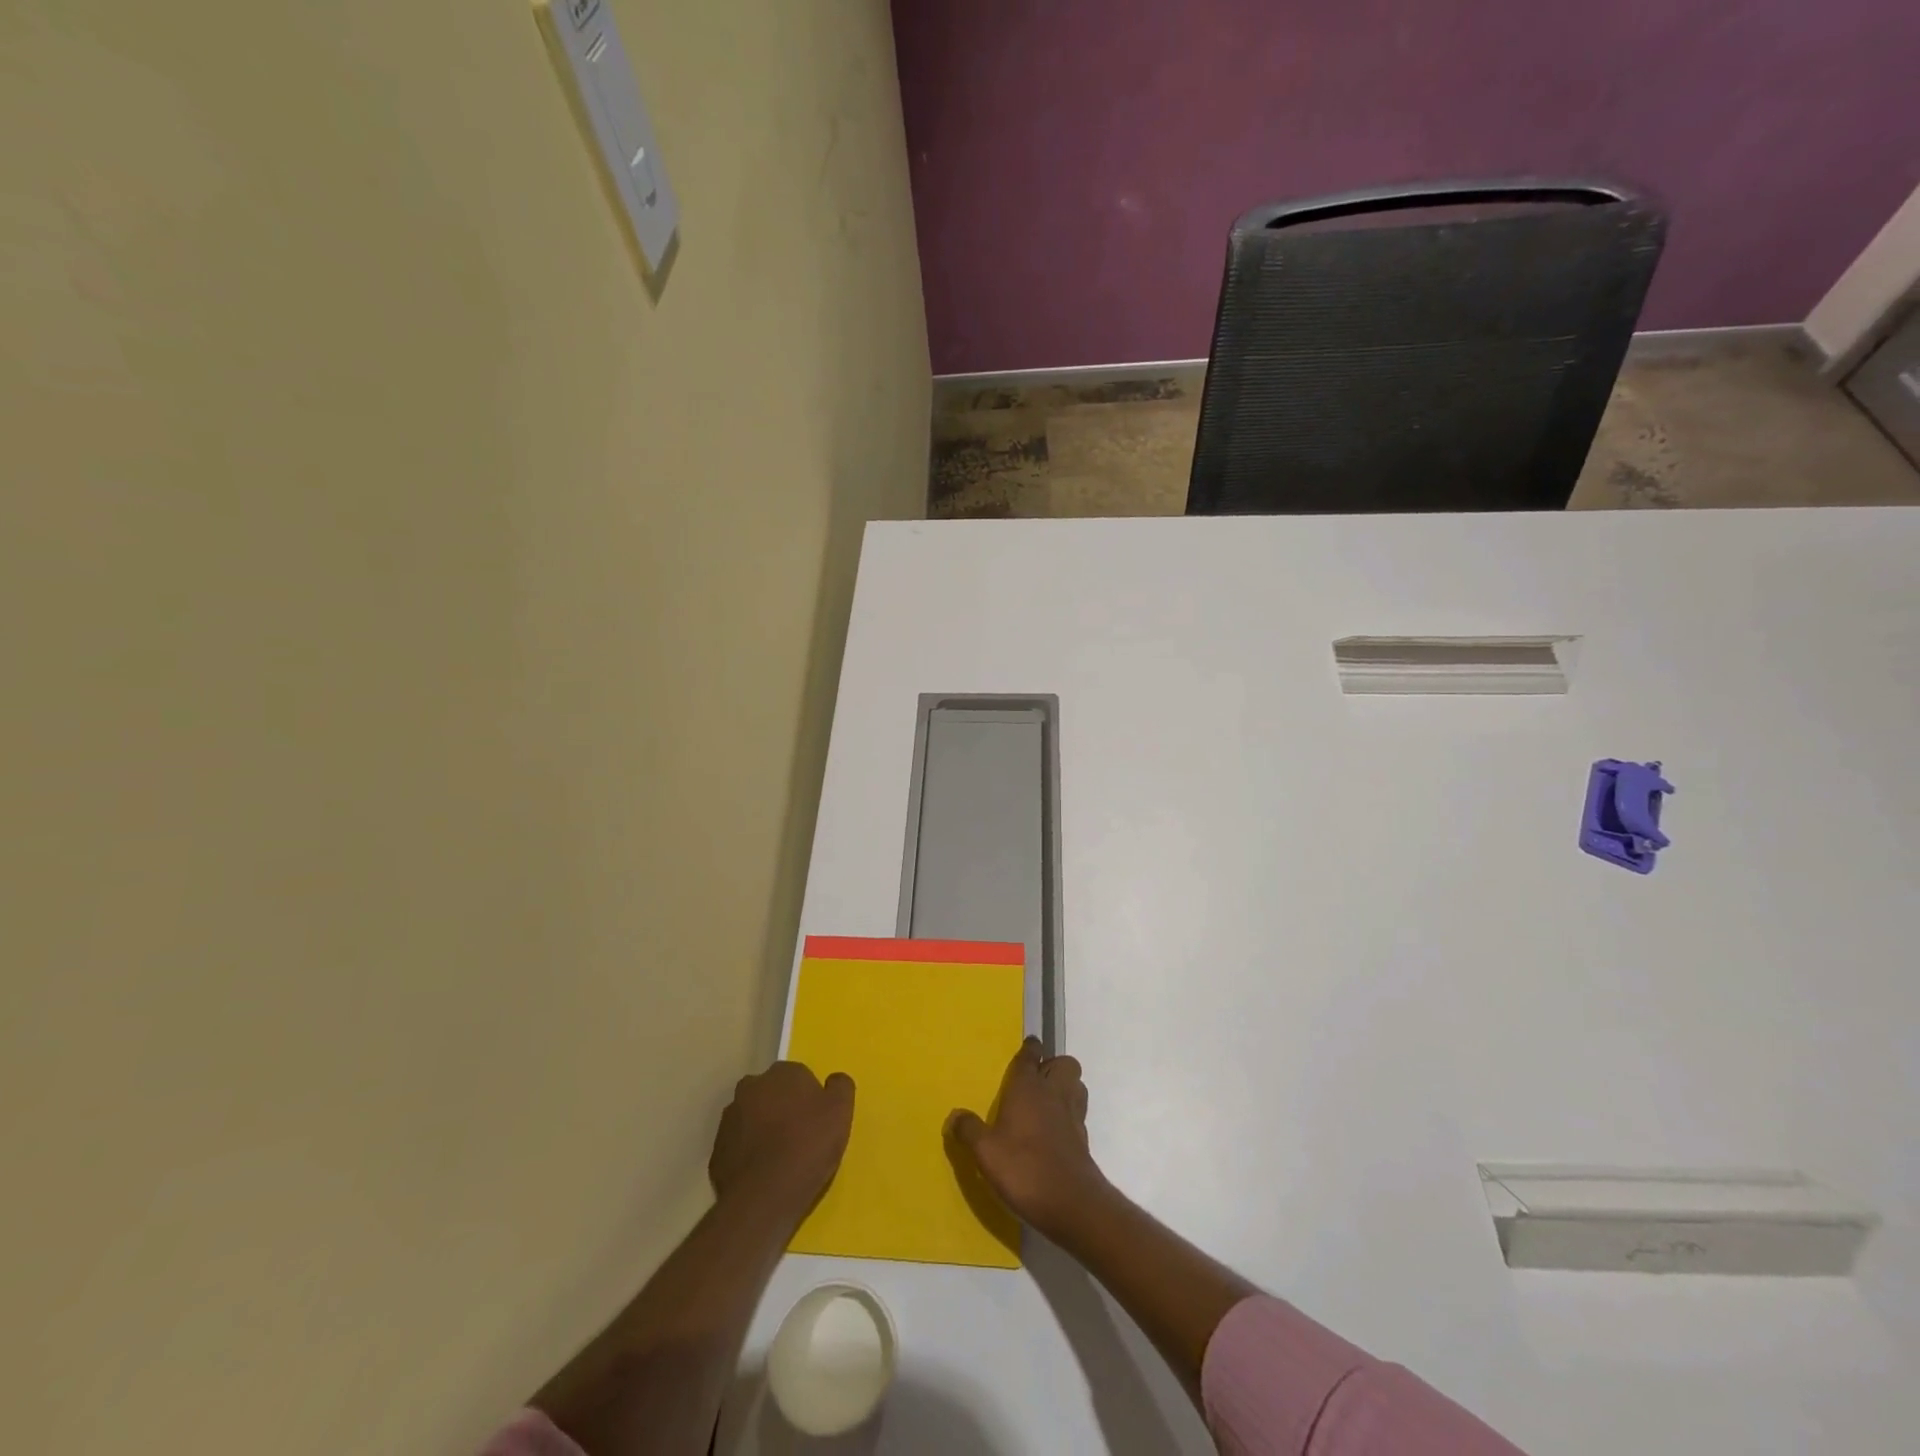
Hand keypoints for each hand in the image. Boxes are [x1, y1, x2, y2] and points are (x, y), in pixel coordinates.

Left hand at [709, 1062, 853, 1220]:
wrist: (764, 1196)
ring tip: (780, 1158)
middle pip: (772, 1093)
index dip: (809, 1098)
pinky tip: (762, 1173)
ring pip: (752, 1117)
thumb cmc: (808, 1146)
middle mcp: (751, 1087)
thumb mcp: (841, 1111)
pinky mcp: (717, 1150)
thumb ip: (840, 1087)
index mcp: (782, 1073)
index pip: (799, 1076)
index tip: (817, 1120)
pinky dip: (748, 1153)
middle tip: (799, 1137)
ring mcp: (729, 1118)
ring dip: (763, 1129)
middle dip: (782, 1108)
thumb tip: (834, 1080)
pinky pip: (738, 1145)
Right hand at [947, 1038, 1109, 1239]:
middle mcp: (1054, 1093)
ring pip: (1076, 1086)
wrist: (1071, 1203)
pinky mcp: (1083, 1139)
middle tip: (1035, 1082)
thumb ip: (969, 1130)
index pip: (1031, 1056)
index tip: (1028, 1047)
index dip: (1030, 1049)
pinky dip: (1068, 1115)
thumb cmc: (1024, 1168)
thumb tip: (954, 1115)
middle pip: (1064, 1064)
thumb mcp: (985, 1152)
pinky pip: (1078, 1113)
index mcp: (1028, 1087)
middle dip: (1053, 1066)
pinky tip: (1053, 1132)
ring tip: (1046, 1103)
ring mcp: (1073, 1115)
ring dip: (1065, 1087)